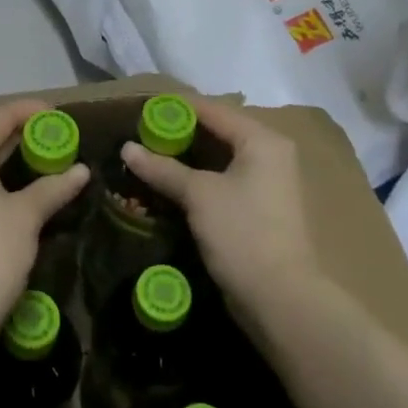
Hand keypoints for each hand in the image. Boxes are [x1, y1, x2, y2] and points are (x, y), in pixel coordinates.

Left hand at [0, 99, 90, 368]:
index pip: (1, 117)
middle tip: (59, 138)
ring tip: (46, 161)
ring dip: (11, 158)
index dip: (31, 111)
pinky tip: (23, 189)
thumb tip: (81, 171)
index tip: (60, 114)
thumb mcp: (27, 216)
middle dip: (23, 134)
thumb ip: (53, 188)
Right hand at [121, 97, 319, 318]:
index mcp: (262, 140)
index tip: (142, 109)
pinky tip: (172, 184)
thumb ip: (162, 168)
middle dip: (180, 133)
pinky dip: (200, 178)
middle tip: (142, 134)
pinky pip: (225, 180)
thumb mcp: (198, 195)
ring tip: (151, 156)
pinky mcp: (261, 208)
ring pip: (220, 158)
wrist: (280, 299)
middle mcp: (270, 154)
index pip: (213, 110)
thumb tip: (127, 148)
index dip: (177, 108)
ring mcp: (268, 183)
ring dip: (187, 158)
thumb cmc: (242, 233)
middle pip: (218, 132)